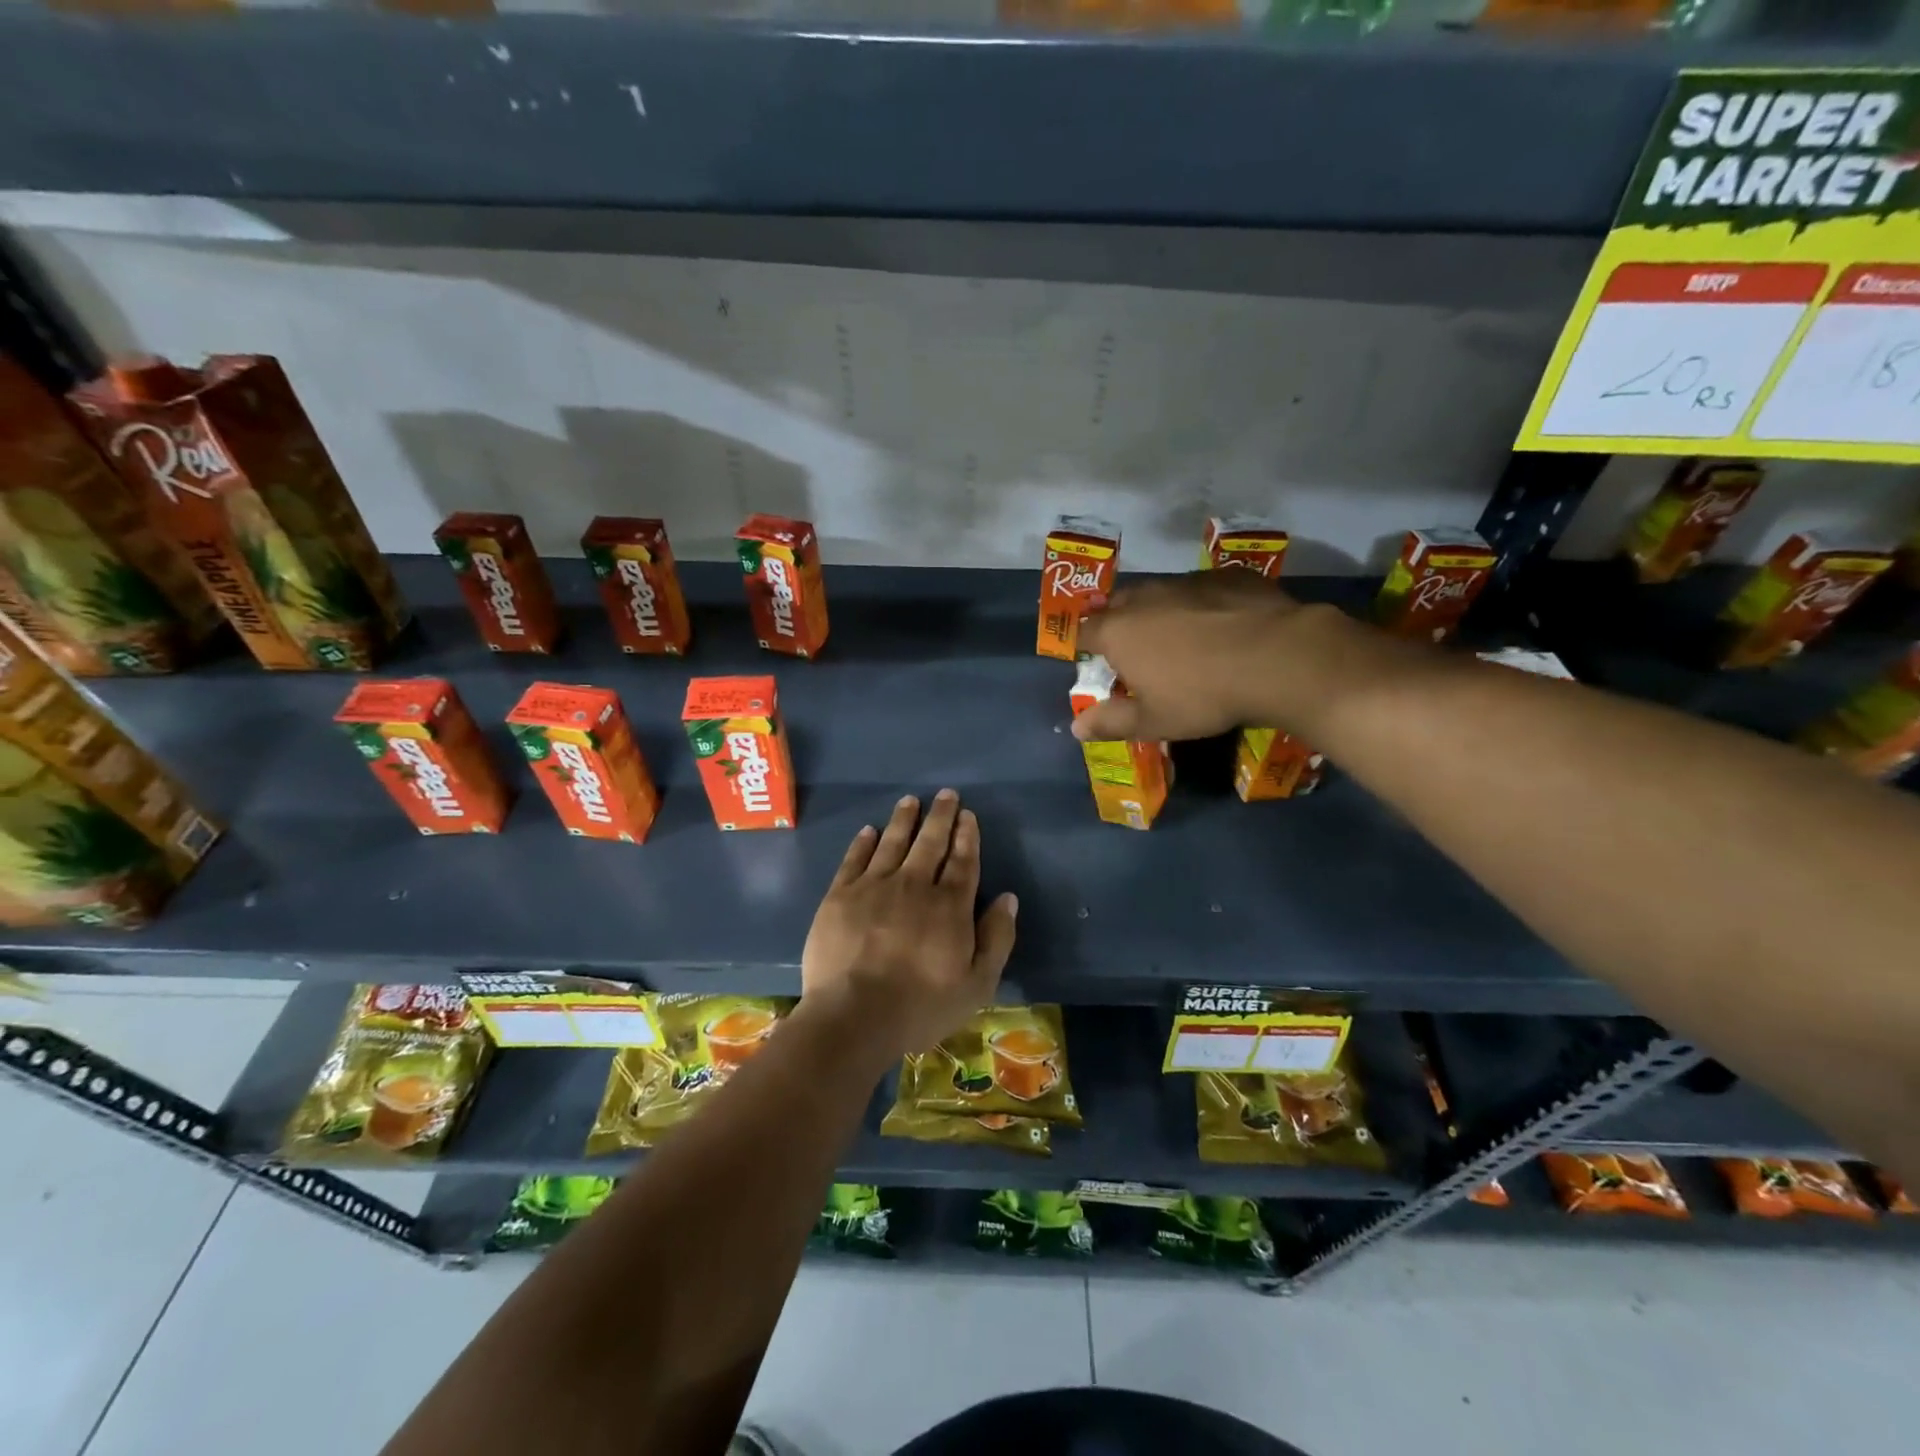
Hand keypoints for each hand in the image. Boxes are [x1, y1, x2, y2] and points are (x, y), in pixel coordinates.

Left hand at [800, 790, 1018, 1064]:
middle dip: (941, 816)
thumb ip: (997, 938)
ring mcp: (873, 887)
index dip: (967, 836)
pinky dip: (864, 842)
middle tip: (946, 794)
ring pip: (893, 842)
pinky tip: (869, 830)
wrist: (853, 1017)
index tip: (968, 815)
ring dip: (904, 819)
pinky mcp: (840, 896)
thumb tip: (1008, 898)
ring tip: (910, 800)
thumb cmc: (920, 1007)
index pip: (962, 861)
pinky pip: (854, 859)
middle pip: (930, 842)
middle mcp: (913, 885)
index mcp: (949, 906)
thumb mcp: (977, 985)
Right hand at [1072, 570, 1322, 741]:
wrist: (1278, 658)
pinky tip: (1223, 627)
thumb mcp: (1154, 721)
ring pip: (1160, 593)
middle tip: (1138, 654)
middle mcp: (1145, 597)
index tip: (1098, 665)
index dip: (1085, 647)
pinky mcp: (1227, 575)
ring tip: (1182, 639)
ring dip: (1161, 612)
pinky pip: (1202, 589)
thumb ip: (1111, 722)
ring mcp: (1187, 581)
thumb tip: (1076, 727)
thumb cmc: (1203, 696)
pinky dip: (1202, 605)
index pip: (1083, 632)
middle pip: (1118, 606)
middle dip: (1120, 625)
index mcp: (1118, 632)